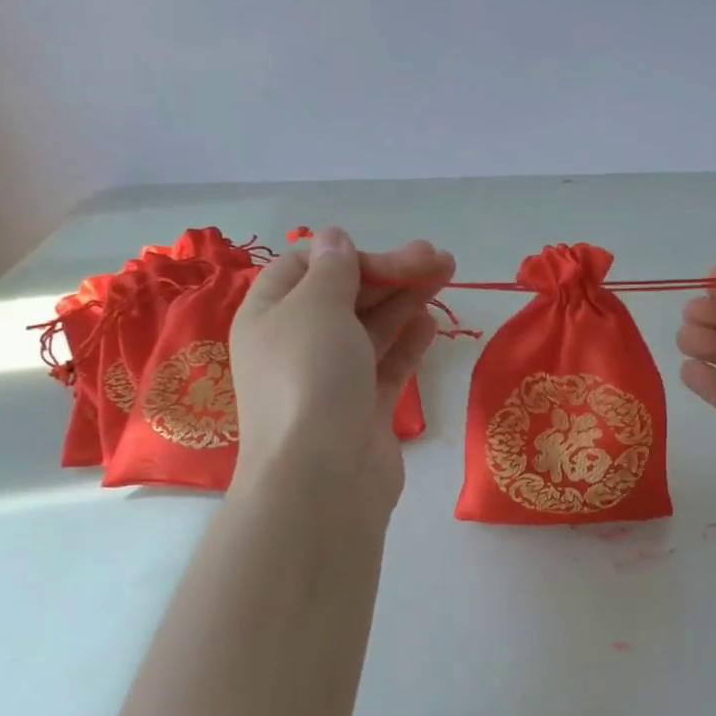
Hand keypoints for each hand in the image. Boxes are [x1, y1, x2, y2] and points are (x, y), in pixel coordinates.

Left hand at [231, 226, 454, 508]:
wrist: (322, 477)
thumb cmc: (310, 378)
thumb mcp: (316, 307)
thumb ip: (332, 269)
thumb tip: (334, 239)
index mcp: (270, 316)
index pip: (307, 267)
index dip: (350, 256)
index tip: (391, 260)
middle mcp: (296, 344)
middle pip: (345, 295)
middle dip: (390, 273)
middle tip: (438, 259)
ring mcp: (331, 379)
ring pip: (371, 327)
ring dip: (405, 299)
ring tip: (445, 275)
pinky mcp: (362, 409)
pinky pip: (386, 365)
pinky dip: (407, 341)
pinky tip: (430, 321)